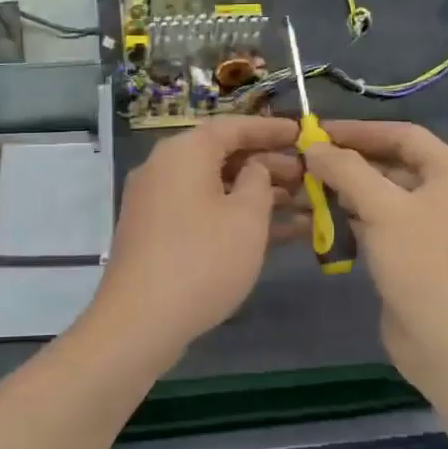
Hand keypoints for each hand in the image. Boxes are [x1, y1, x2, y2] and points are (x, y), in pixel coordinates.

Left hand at [81, 116, 301, 366]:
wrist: (140, 321)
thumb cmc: (203, 260)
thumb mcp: (246, 217)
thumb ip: (259, 181)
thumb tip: (254, 168)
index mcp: (183, 153)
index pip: (232, 127)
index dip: (271, 129)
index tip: (303, 133)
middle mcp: (164, 169)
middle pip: (222, 156)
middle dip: (268, 166)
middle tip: (308, 176)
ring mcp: (156, 203)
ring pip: (215, 188)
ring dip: (256, 195)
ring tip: (303, 205)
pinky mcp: (156, 234)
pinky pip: (202, 212)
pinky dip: (234, 217)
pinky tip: (274, 234)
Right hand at [301, 120, 447, 392]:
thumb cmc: (422, 264)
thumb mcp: (383, 208)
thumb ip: (347, 170)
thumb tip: (313, 147)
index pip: (403, 135)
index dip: (360, 130)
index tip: (318, 131)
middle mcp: (445, 195)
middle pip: (390, 166)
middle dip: (347, 164)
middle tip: (304, 162)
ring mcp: (430, 228)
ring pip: (380, 198)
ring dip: (343, 194)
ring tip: (302, 191)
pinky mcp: (413, 257)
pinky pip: (378, 226)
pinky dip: (350, 222)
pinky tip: (318, 223)